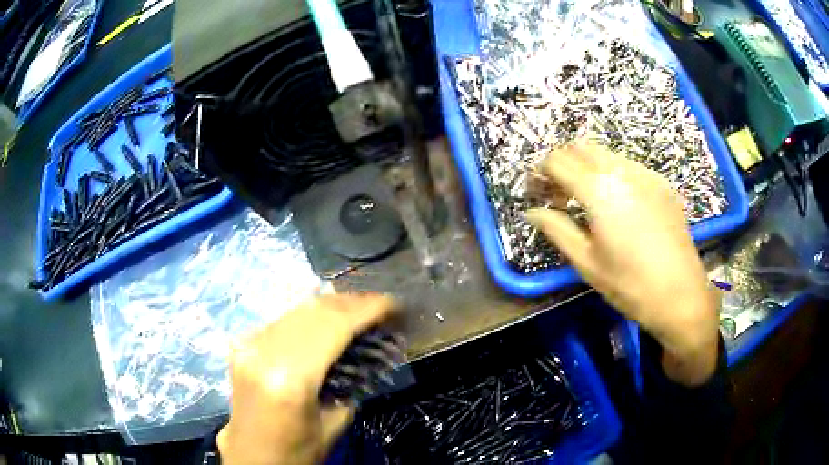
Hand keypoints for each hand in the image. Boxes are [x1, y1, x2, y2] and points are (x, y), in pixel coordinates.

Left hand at [218, 294, 394, 464]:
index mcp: (290, 377)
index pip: (335, 326)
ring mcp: (249, 344)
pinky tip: (328, 324)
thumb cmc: (297, 452)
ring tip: (360, 312)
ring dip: (333, 307)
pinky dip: (311, 317)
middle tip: (382, 308)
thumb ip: (351, 382)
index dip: (369, 309)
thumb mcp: (335, 423)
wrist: (252, 458)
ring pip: (298, 309)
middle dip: (354, 302)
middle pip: (315, 309)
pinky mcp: (243, 345)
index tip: (395, 305)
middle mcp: (264, 351)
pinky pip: (284, 320)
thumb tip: (367, 351)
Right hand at [525, 142, 719, 385]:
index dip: (540, 171)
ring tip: (585, 198)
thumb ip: (556, 229)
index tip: (534, 190)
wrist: (682, 295)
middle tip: (557, 193)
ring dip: (586, 166)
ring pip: (605, 153)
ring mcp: (646, 174)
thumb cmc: (630, 285)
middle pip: (580, 147)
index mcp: (599, 190)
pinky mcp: (661, 183)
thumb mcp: (587, 262)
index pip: (558, 161)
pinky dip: (611, 173)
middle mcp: (622, 171)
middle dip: (562, 163)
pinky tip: (616, 202)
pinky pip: (628, 165)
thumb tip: (531, 211)